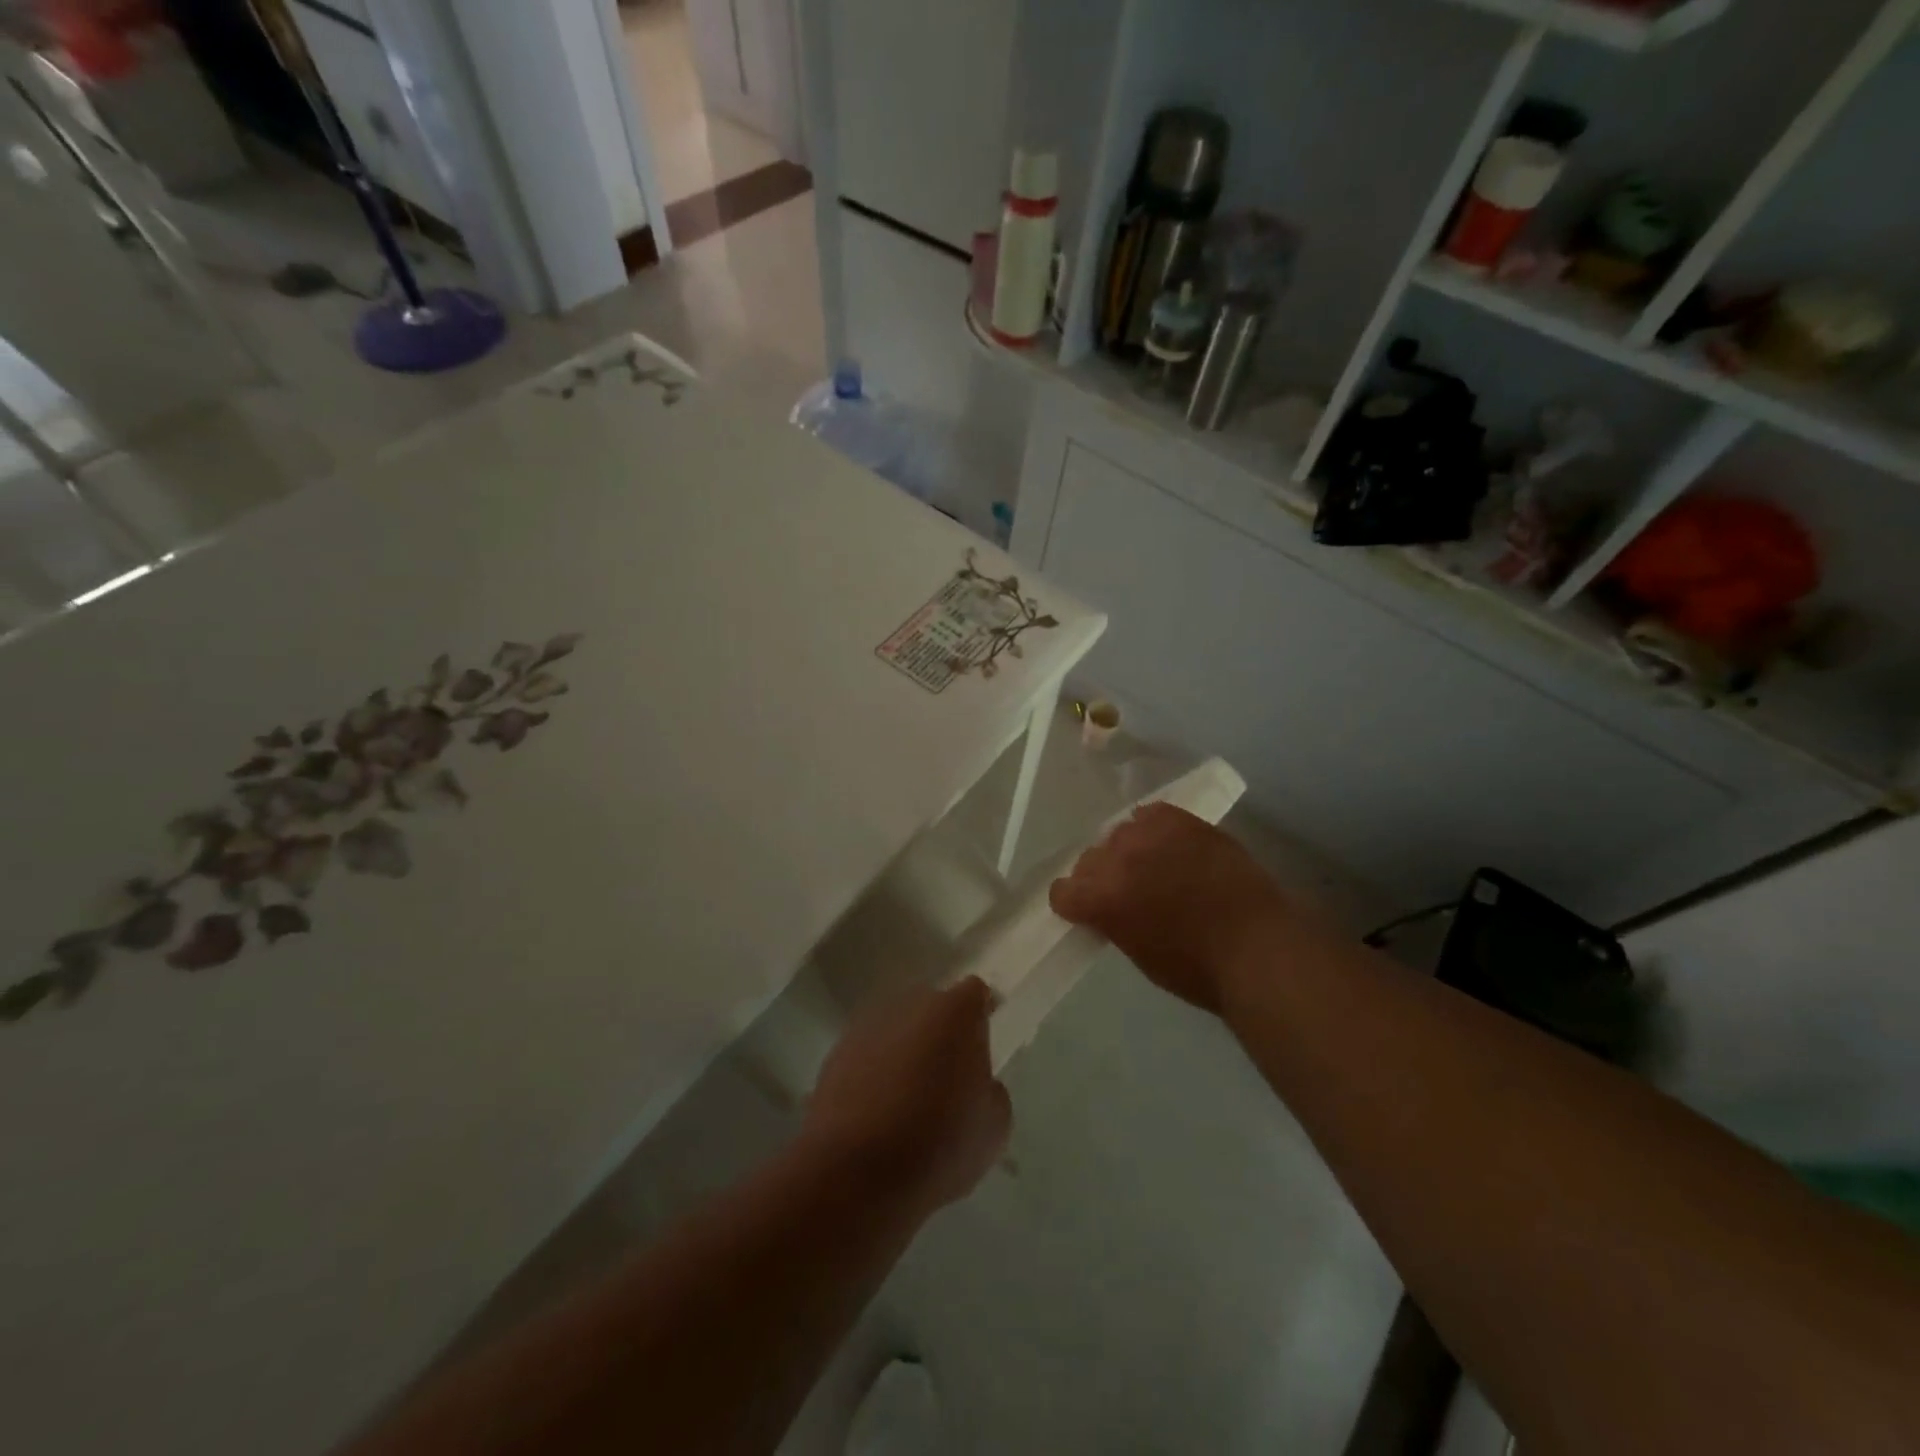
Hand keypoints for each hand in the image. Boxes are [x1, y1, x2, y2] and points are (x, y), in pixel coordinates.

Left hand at [801, 977, 1011, 1212]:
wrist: (855, 1170)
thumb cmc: (939, 1142)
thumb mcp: (993, 1126)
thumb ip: (991, 1092)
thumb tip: (977, 1085)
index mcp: (956, 1011)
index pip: (975, 994)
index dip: (982, 1013)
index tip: (984, 1040)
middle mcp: (910, 1004)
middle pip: (933, 1007)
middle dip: (942, 1032)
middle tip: (950, 1073)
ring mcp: (867, 1026)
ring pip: (897, 1030)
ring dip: (906, 1051)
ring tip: (911, 1097)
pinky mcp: (835, 1054)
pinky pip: (868, 1055)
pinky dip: (875, 1073)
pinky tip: (880, 1112)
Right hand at [1050, 803, 1309, 1014]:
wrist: (1258, 947)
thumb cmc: (1197, 969)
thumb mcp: (1138, 953)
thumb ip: (1112, 921)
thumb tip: (1108, 908)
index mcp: (1100, 898)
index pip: (1062, 890)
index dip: (1074, 903)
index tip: (1089, 911)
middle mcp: (1116, 859)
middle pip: (1089, 858)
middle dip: (1101, 876)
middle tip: (1127, 892)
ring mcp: (1150, 835)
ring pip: (1119, 833)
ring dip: (1128, 850)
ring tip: (1153, 866)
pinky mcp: (1183, 820)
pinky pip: (1151, 814)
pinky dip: (1154, 829)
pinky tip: (1169, 846)